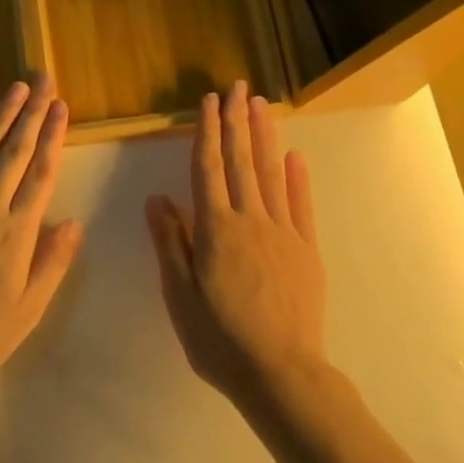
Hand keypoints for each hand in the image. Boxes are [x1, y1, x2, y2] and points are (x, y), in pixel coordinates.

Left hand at [0, 74, 83, 400]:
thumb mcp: (28, 309)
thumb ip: (53, 262)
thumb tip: (74, 222)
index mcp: (17, 231)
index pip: (41, 173)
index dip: (53, 136)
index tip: (61, 106)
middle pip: (14, 151)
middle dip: (31, 112)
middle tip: (43, 78)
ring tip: (15, 88)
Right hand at [145, 81, 327, 412]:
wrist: (281, 374)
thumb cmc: (220, 339)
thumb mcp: (180, 295)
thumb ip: (170, 242)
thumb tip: (157, 198)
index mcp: (216, 228)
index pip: (208, 168)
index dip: (207, 132)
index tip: (209, 101)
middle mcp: (250, 219)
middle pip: (241, 161)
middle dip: (237, 121)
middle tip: (237, 87)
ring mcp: (283, 232)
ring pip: (270, 174)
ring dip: (264, 137)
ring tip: (260, 105)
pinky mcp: (306, 249)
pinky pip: (301, 205)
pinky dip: (297, 178)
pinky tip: (294, 156)